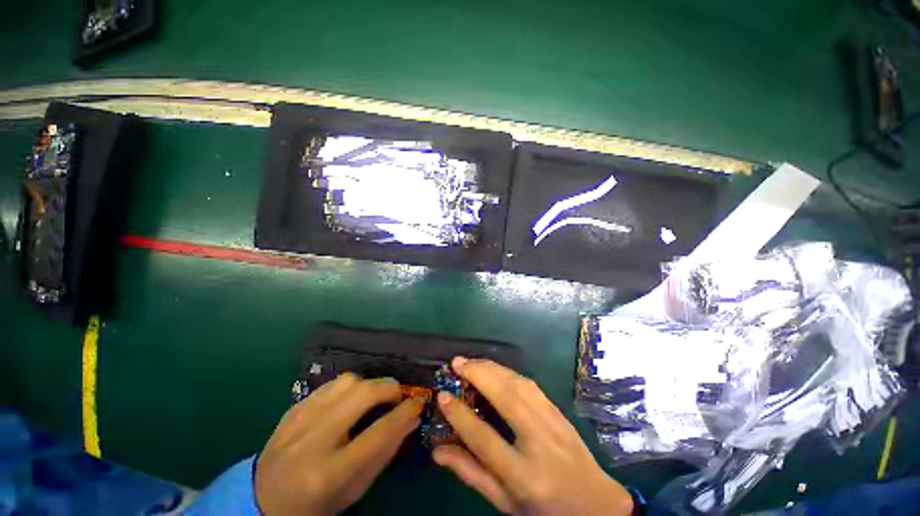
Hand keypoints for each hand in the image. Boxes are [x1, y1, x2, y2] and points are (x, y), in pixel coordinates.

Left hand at [255, 374, 423, 514]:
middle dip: (388, 388)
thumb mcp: (354, 489)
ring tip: (372, 398)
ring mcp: (299, 420)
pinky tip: (349, 400)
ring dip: (368, 385)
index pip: (379, 432)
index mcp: (330, 472)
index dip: (405, 412)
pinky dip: (348, 387)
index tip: (418, 402)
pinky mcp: (292, 409)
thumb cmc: (315, 504)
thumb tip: (411, 419)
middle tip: (397, 395)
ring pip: (346, 381)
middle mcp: (313, 441)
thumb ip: (385, 453)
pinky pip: (330, 384)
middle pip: (362, 394)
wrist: (262, 501)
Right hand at [433, 357, 633, 515]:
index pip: (484, 439)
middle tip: (457, 363)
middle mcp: (539, 443)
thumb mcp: (504, 502)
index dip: (459, 415)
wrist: (597, 506)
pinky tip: (496, 368)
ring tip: (471, 361)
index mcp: (523, 476)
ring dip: (492, 367)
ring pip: (519, 385)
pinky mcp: (559, 411)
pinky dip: (509, 372)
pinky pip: (531, 384)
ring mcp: (553, 423)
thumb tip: (437, 451)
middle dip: (478, 375)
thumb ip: (471, 474)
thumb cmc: (544, 509)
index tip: (442, 396)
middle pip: (506, 399)